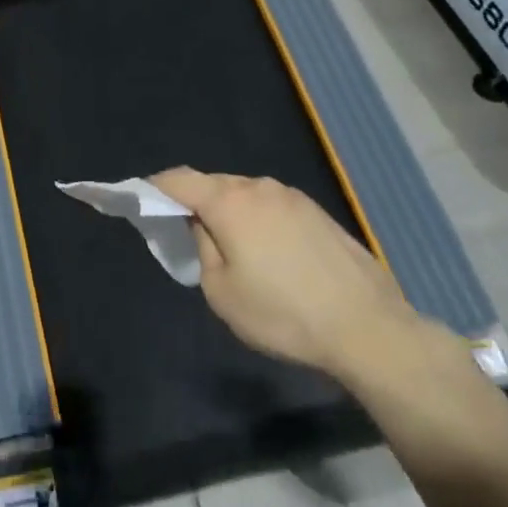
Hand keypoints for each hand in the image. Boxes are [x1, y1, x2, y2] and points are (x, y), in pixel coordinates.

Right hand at [151, 168, 438, 381]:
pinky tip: (268, 254)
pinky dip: (257, 220)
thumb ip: (202, 248)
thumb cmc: (283, 313)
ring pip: (245, 195)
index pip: (179, 179)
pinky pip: (272, 207)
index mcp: (230, 201)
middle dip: (194, 202)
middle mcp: (260, 187)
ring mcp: (293, 197)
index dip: (154, 188)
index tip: (141, 202)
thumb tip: (204, 226)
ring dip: (229, 212)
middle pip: (213, 184)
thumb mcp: (222, 291)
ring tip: (231, 249)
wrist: (367, 327)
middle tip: (186, 233)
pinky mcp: (318, 212)